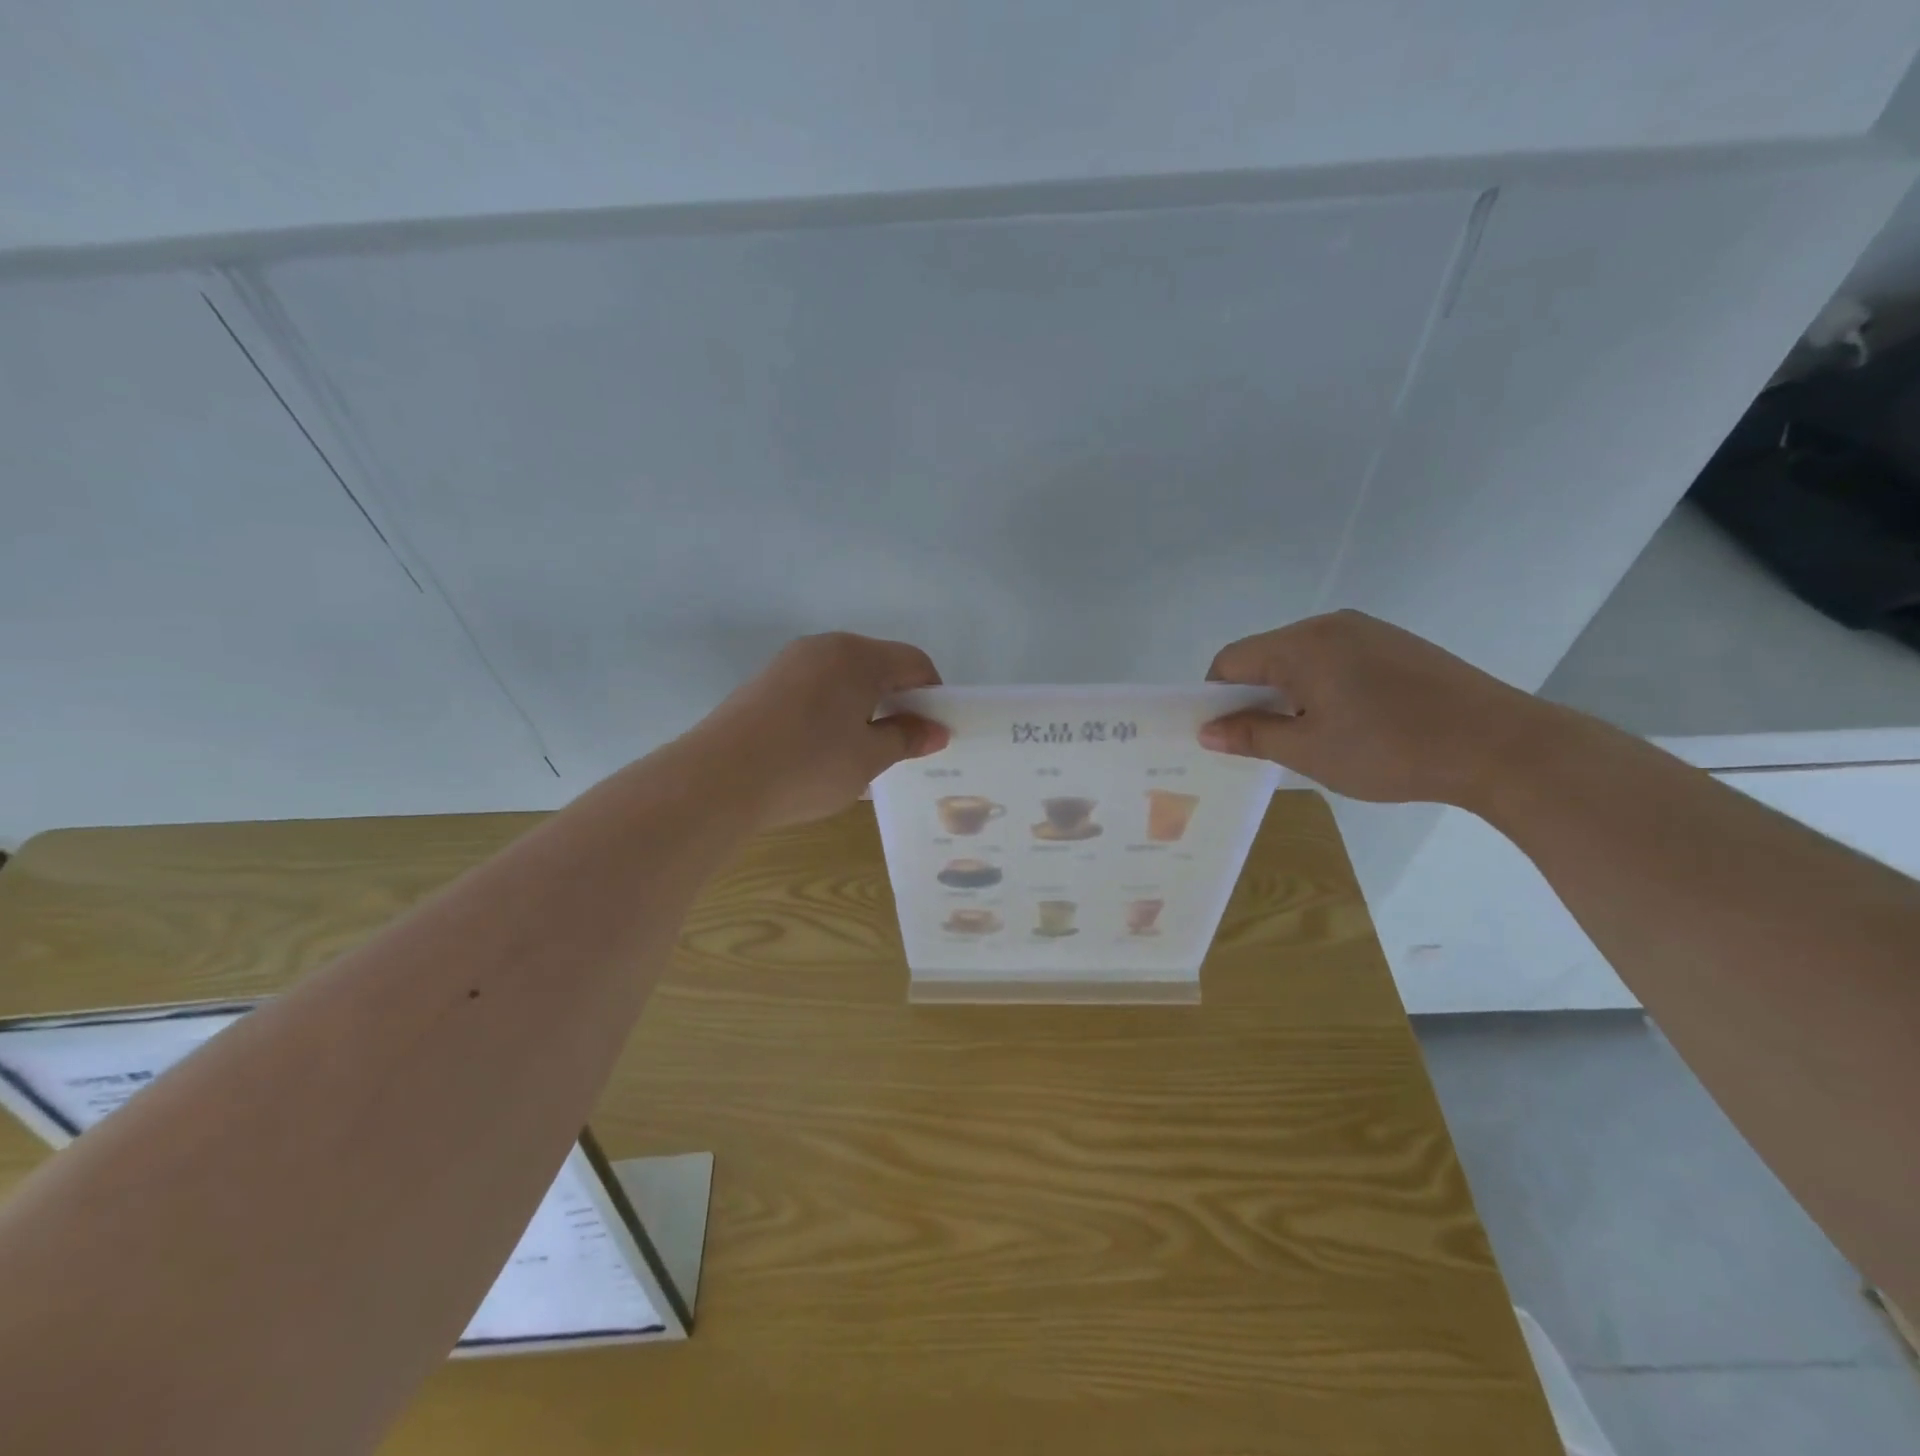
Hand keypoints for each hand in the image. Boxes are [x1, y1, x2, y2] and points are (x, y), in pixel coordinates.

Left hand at [696, 632, 949, 827]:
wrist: (717, 779)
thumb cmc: (808, 765)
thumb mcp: (868, 758)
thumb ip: (906, 738)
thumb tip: (935, 730)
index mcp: (858, 656)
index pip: (914, 662)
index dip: (932, 695)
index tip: (931, 732)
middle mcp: (824, 647)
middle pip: (877, 665)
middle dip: (897, 701)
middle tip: (899, 745)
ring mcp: (789, 662)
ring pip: (843, 678)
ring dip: (862, 708)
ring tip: (859, 752)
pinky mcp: (763, 683)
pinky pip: (814, 688)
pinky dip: (831, 711)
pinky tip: (821, 750)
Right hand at [1198, 610, 1557, 807]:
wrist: (1501, 746)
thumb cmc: (1390, 750)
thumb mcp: (1308, 751)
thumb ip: (1252, 735)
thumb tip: (1206, 732)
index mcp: (1301, 644)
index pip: (1231, 661)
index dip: (1216, 698)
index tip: (1226, 735)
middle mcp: (1330, 624)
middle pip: (1266, 656)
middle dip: (1254, 697)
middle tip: (1266, 742)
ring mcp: (1369, 630)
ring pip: (1303, 658)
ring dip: (1291, 693)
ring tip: (1312, 736)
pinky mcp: (1398, 644)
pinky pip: (1338, 659)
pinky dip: (1325, 686)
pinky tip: (1350, 722)